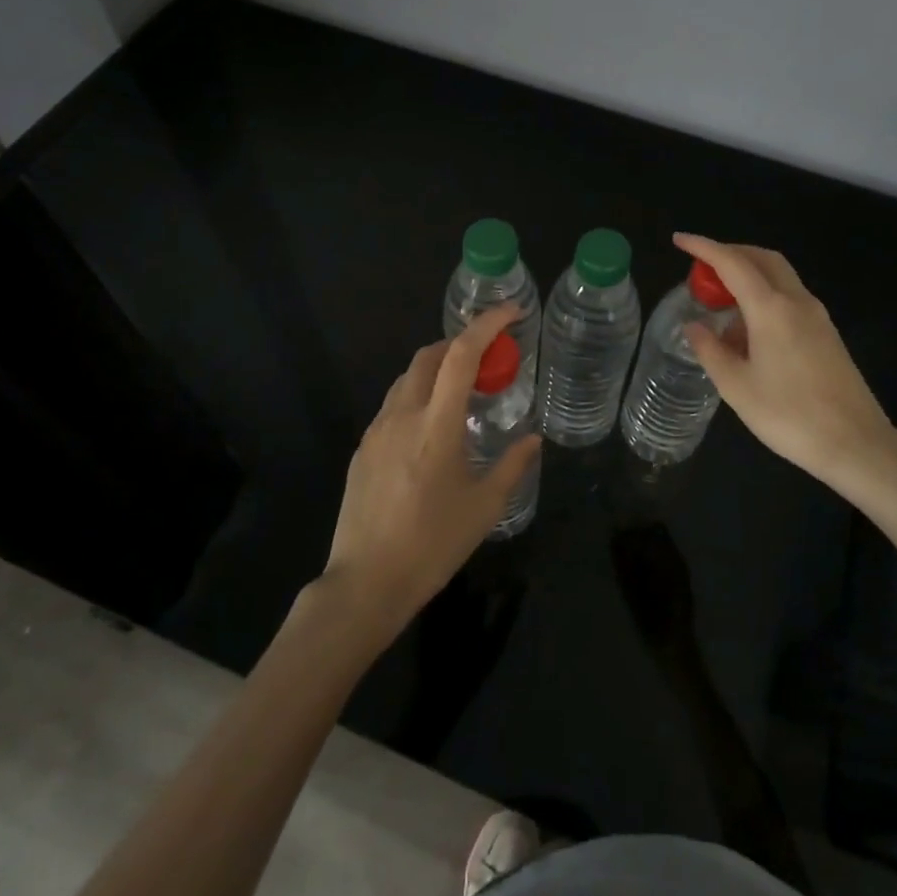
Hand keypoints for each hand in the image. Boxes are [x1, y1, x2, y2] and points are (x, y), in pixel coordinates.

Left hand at [319, 304, 540, 641]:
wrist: (366, 582)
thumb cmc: (433, 545)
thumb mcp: (484, 507)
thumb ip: (512, 465)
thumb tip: (534, 439)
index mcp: (436, 426)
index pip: (461, 356)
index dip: (486, 326)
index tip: (510, 313)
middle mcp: (402, 416)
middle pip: (428, 357)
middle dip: (459, 344)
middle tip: (488, 358)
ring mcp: (376, 431)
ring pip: (406, 380)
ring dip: (436, 370)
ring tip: (462, 392)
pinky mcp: (362, 449)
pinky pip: (392, 405)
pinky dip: (417, 397)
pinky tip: (431, 428)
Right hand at [673, 234, 896, 506]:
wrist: (856, 444)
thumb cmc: (789, 415)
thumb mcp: (736, 387)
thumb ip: (710, 350)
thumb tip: (694, 327)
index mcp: (771, 309)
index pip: (733, 263)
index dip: (704, 248)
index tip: (680, 240)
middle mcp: (797, 302)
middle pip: (763, 259)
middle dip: (731, 253)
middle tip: (702, 267)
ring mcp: (817, 317)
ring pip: (780, 277)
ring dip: (749, 276)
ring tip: (721, 305)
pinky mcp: (827, 334)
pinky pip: (790, 299)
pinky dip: (765, 297)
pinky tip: (749, 331)